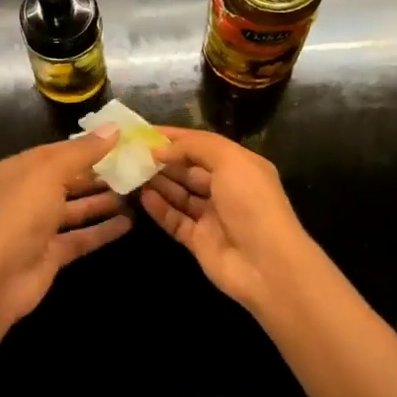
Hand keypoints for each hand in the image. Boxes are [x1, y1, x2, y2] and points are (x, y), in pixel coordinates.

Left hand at [0, 130, 131, 327]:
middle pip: (70, 179)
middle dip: (100, 173)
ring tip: (137, 192)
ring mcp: (40, 226)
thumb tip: (114, 127)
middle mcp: (30, 194)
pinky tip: (129, 222)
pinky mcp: (52, 253)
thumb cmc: (20, 215)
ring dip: (104, 200)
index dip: (91, 144)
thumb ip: (83, 151)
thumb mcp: (50, 173)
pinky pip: (82, 236)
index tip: (124, 140)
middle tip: (137, 167)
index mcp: (22, 169)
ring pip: (77, 208)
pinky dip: (103, 230)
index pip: (61, 150)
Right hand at [139, 127, 318, 317]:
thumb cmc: (251, 203)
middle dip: (163, 160)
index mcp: (240, 165)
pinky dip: (159, 208)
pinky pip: (175, 220)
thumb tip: (161, 149)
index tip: (144, 132)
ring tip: (130, 172)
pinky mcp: (199, 241)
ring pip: (180, 194)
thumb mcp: (230, 160)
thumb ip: (195, 147)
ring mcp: (212, 216)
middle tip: (130, 153)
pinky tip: (142, 197)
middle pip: (189, 169)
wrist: (266, 264)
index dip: (175, 137)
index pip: (202, 145)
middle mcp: (226, 189)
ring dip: (158, 182)